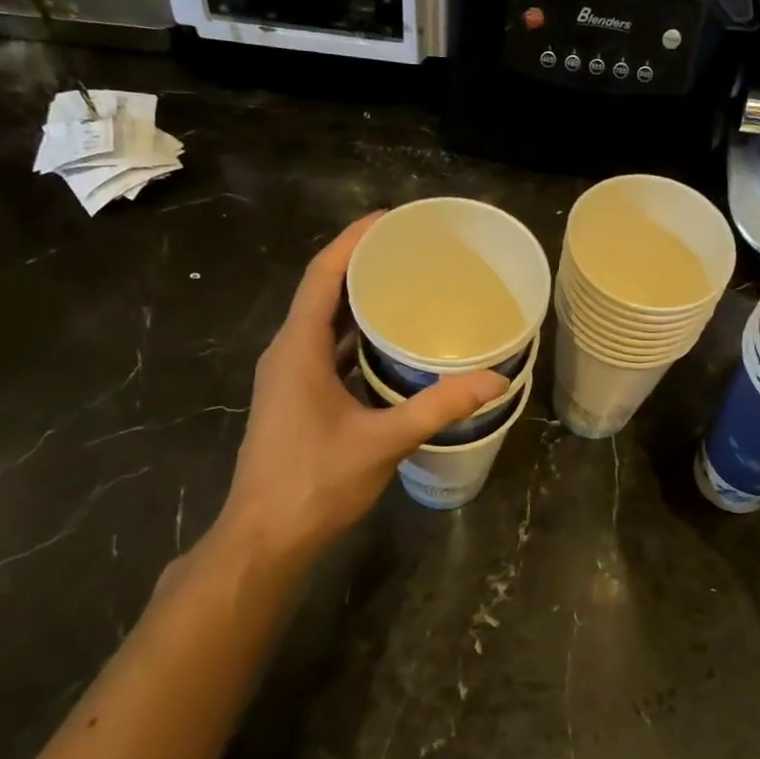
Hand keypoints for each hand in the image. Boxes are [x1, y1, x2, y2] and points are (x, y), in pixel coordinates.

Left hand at [200, 215, 507, 572]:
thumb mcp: (384, 441)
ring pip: (323, 323)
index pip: (323, 275)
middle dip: (362, 265)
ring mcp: (288, 377)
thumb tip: (494, 380)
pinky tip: (389, 345)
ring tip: (406, 287)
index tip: (391, 220)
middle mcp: (287, 353)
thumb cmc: (315, 482)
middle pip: (323, 291)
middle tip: (411, 251)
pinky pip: (325, 351)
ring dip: (358, 302)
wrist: (265, 538)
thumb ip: (438, 407)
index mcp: (298, 348)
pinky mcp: (295, 399)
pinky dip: (354, 338)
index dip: (353, 240)